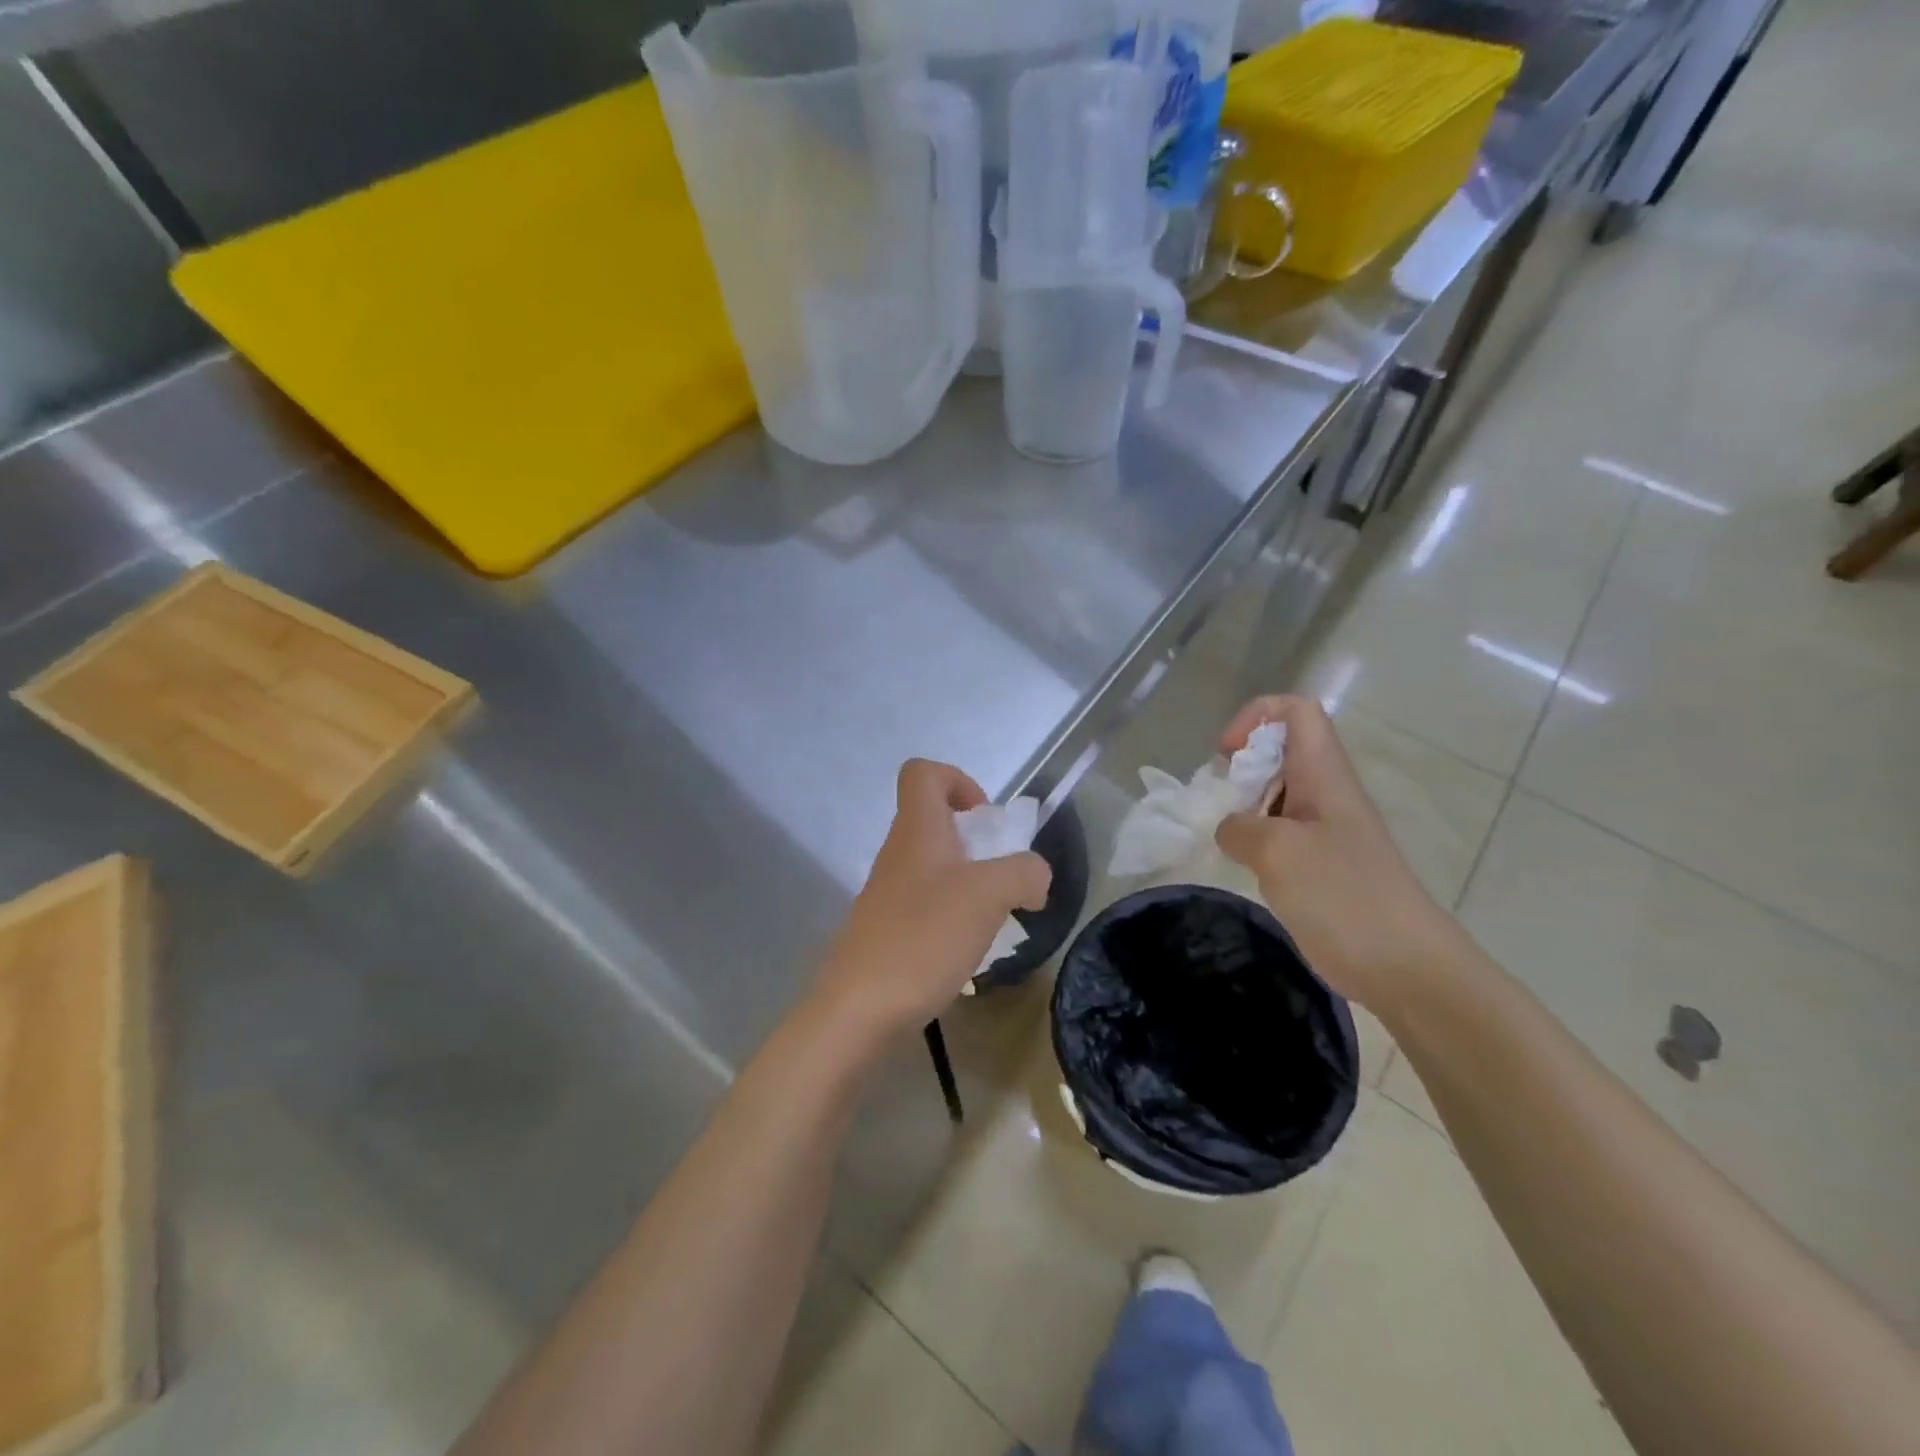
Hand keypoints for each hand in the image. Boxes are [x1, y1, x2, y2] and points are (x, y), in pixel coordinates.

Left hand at [812, 760, 1051, 1044]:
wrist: (858, 1010)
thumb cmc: (923, 938)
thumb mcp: (988, 896)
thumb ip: (1023, 873)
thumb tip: (1035, 877)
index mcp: (917, 830)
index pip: (923, 772)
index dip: (958, 780)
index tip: (985, 819)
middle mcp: (898, 854)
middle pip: (933, 821)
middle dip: (976, 841)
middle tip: (1003, 877)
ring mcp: (888, 894)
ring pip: (934, 867)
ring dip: (969, 883)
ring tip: (994, 919)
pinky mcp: (887, 931)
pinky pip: (927, 906)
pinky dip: (954, 917)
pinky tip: (968, 951)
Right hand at [1214, 696, 1470, 1014]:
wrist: (1406, 967)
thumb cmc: (1343, 896)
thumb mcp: (1277, 852)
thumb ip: (1239, 828)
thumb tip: (1230, 829)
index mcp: (1324, 776)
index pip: (1296, 711)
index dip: (1255, 718)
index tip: (1227, 756)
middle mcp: (1327, 794)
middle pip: (1282, 750)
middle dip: (1242, 766)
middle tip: (1218, 801)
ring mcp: (1327, 831)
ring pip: (1278, 794)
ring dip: (1243, 804)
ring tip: (1223, 835)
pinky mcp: (1323, 865)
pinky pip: (1280, 833)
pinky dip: (1254, 839)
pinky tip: (1241, 865)